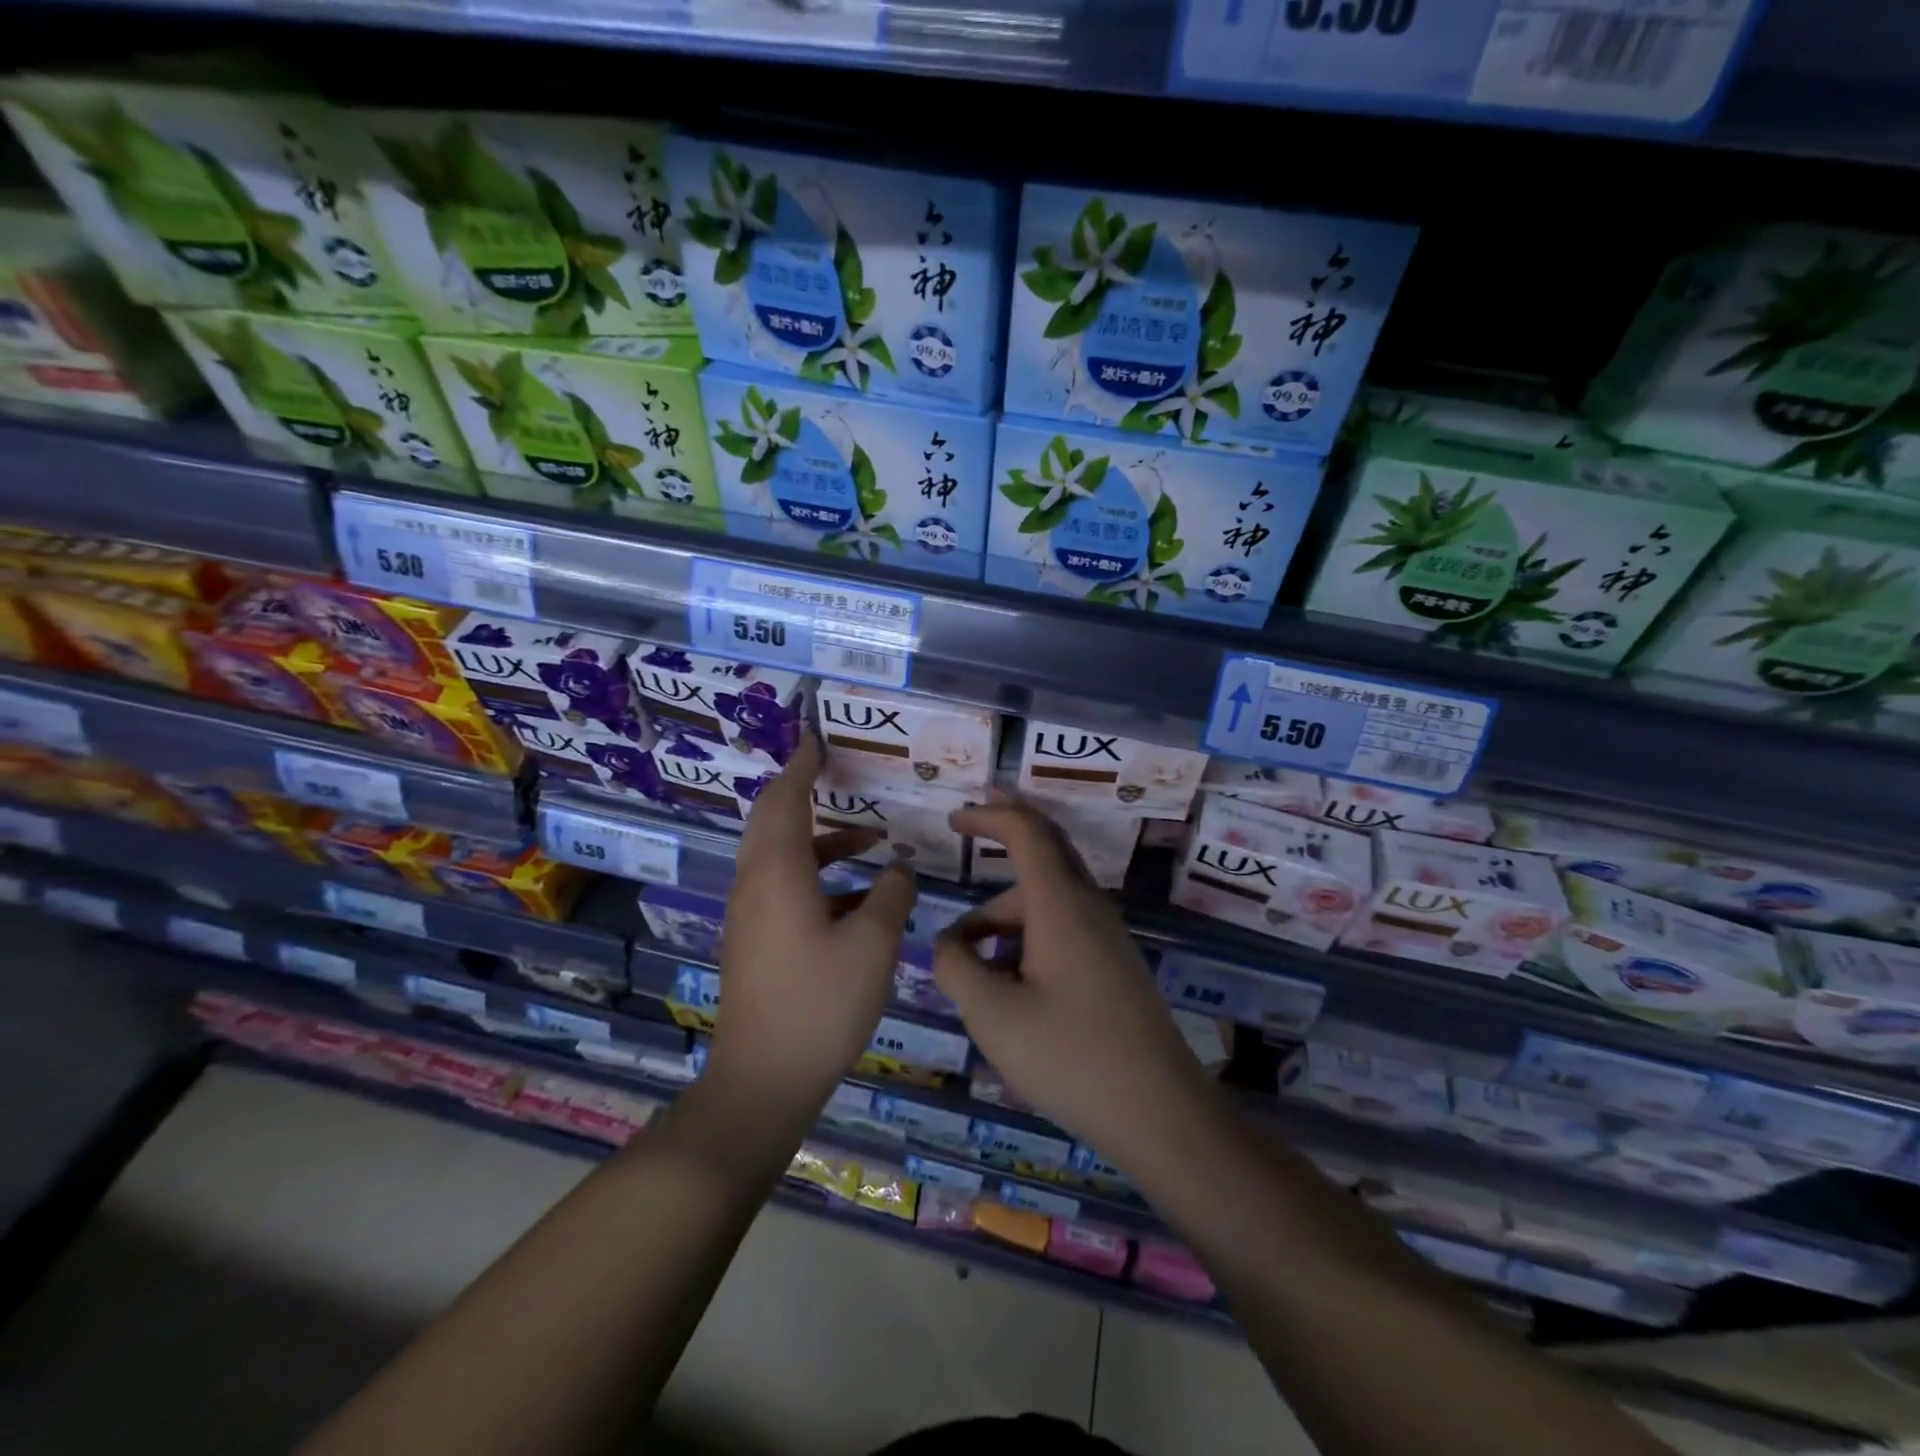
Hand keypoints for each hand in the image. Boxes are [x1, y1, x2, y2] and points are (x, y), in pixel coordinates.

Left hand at [709, 736, 917, 1112]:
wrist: (763, 1079)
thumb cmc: (820, 1003)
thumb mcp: (873, 944)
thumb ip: (892, 896)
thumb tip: (899, 870)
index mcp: (778, 873)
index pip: (784, 799)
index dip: (801, 766)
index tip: (815, 740)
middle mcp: (755, 885)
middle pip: (772, 822)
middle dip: (802, 792)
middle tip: (834, 772)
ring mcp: (750, 916)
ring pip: (780, 857)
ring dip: (821, 841)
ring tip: (871, 842)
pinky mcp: (755, 942)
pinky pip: (783, 887)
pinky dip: (817, 875)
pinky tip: (858, 900)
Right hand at [934, 795, 1212, 1164]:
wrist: (1159, 1112)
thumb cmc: (1069, 1056)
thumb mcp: (992, 1014)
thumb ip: (956, 966)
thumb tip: (947, 943)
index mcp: (1060, 903)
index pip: (1026, 832)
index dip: (989, 816)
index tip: (954, 819)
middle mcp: (1089, 907)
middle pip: (1047, 850)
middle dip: (1008, 831)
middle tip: (970, 822)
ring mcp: (1107, 936)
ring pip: (1049, 898)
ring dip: (1005, 909)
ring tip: (965, 957)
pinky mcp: (1113, 965)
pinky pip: (1063, 927)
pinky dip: (1027, 932)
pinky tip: (1004, 981)